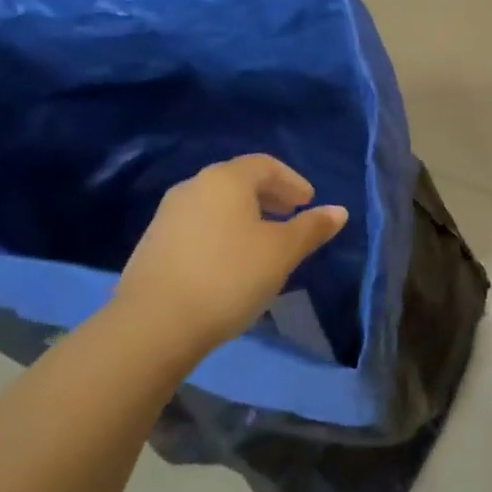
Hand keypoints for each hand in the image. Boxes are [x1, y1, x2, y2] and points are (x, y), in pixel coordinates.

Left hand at [115, 155, 347, 352]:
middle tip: (290, 216)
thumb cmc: (228, 277)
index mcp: (226, 179)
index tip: (308, 202)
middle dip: (269, 196)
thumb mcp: (280, 253)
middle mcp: (194, 186)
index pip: (266, 165)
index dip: (292, 181)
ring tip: (262, 241)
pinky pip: (197, 226)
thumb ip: (311, 228)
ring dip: (244, 215)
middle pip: (238, 181)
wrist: (152, 326)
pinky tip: (229, 262)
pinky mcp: (152, 244)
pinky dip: (221, 232)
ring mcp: (168, 215)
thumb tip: (339, 211)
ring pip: (216, 204)